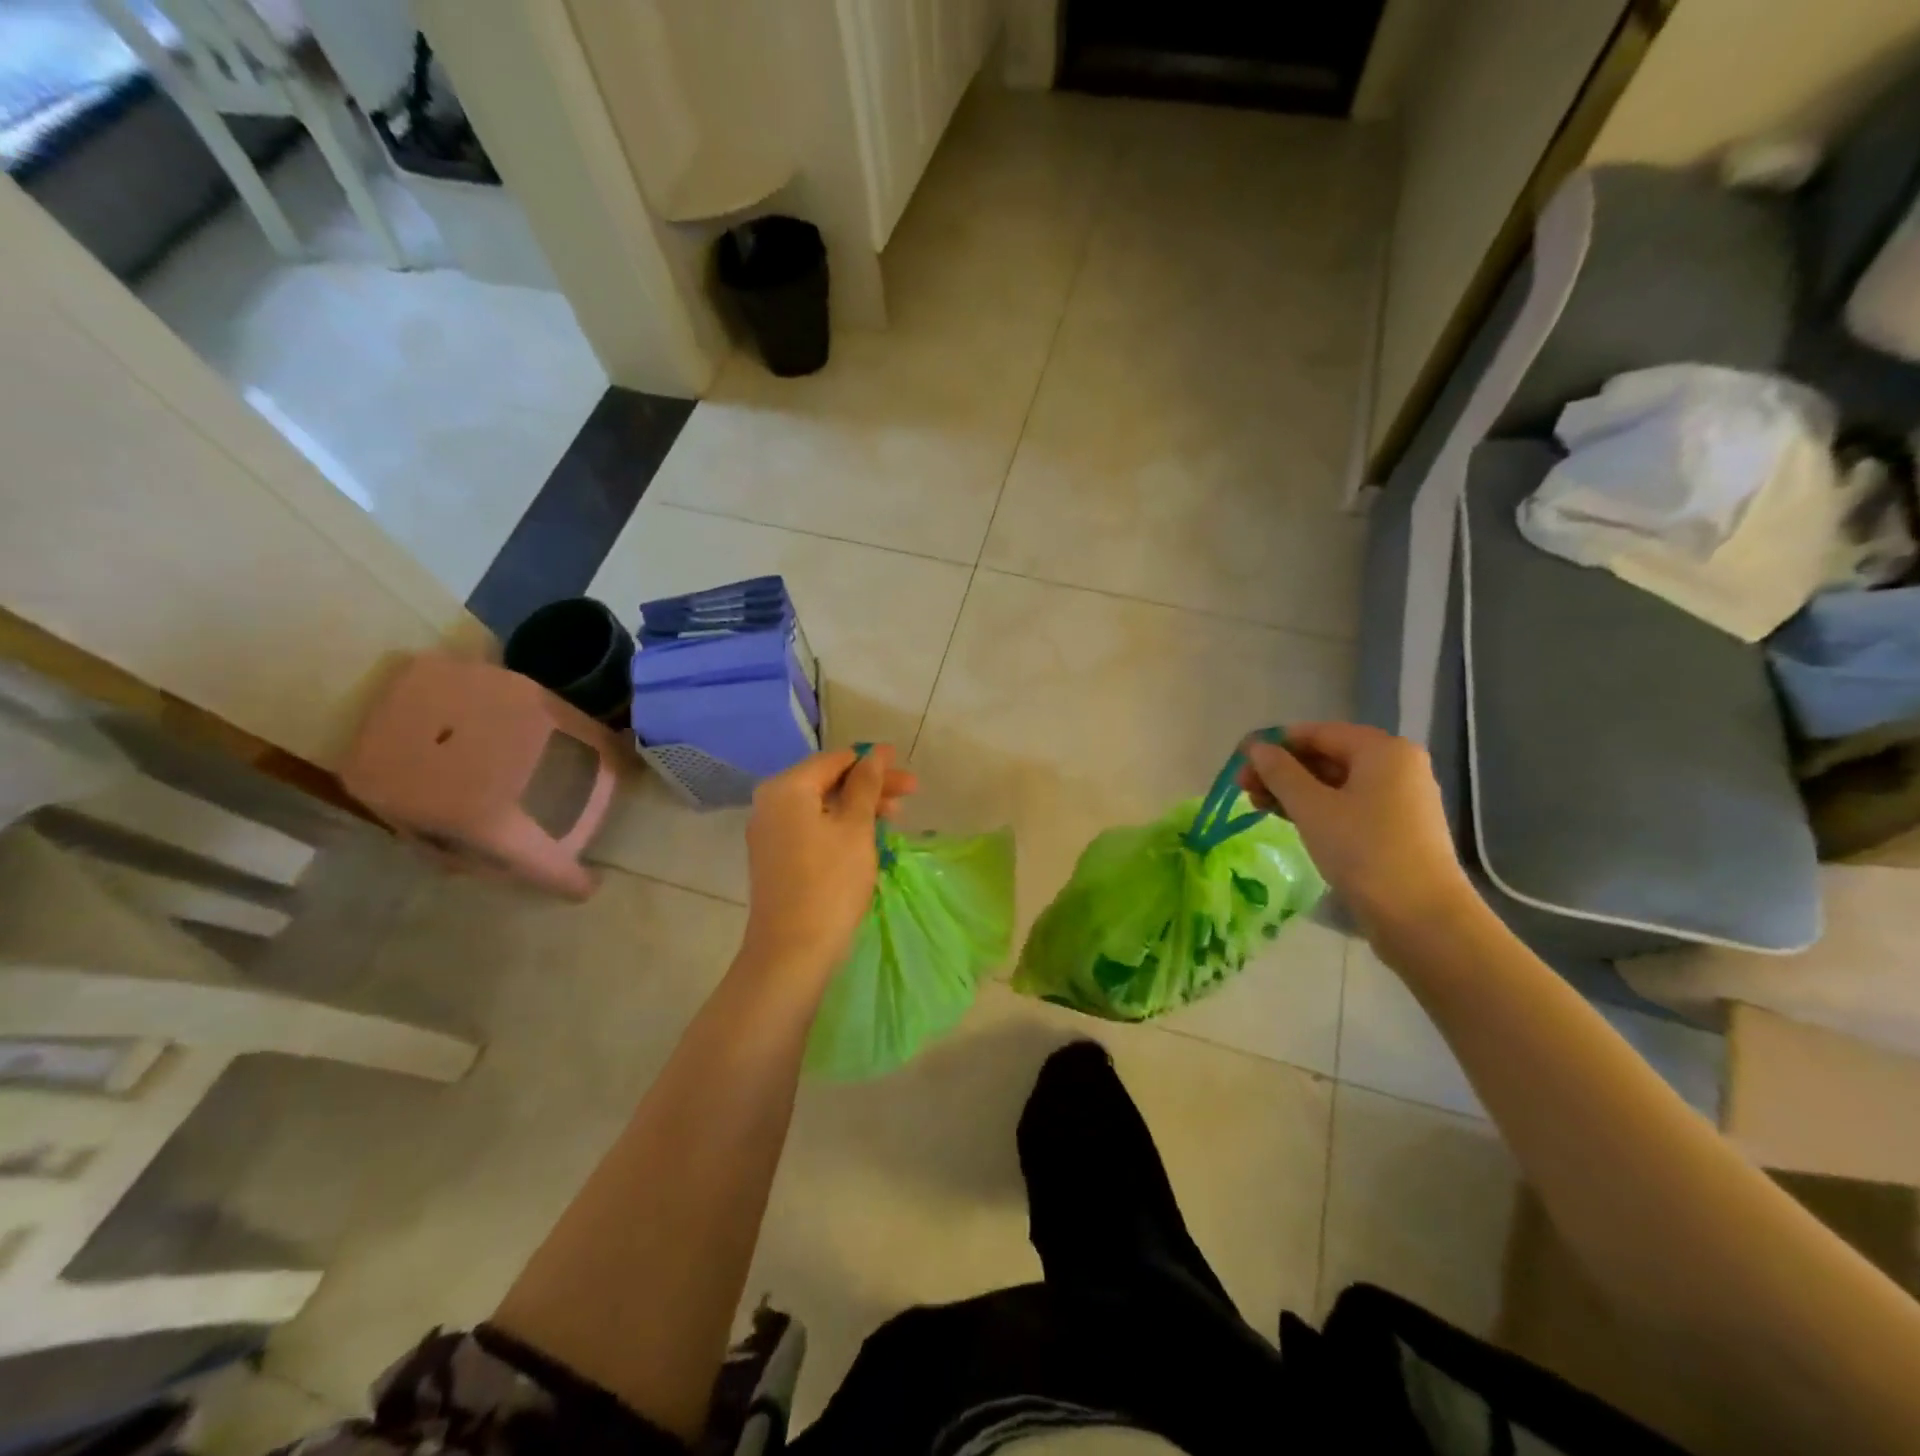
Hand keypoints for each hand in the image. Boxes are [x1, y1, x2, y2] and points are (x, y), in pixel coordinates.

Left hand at [739, 746, 917, 985]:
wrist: (792, 951)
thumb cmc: (830, 882)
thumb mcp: (856, 828)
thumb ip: (866, 785)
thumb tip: (875, 755)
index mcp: (786, 788)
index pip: (835, 760)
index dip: (872, 761)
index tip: (904, 766)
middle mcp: (770, 803)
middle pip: (827, 781)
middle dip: (869, 785)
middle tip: (911, 792)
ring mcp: (769, 832)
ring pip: (821, 806)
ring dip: (858, 806)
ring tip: (895, 816)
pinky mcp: (775, 857)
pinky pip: (811, 827)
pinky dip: (839, 825)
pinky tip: (867, 835)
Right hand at [1238, 722, 1472, 938]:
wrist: (1421, 917)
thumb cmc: (1364, 851)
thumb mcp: (1312, 807)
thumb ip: (1280, 772)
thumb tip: (1257, 748)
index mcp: (1383, 750)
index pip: (1318, 733)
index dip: (1275, 743)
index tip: (1239, 759)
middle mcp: (1396, 766)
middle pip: (1327, 756)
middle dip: (1282, 769)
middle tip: (1242, 787)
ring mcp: (1399, 799)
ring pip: (1335, 783)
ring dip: (1293, 791)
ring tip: (1256, 805)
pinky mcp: (1395, 828)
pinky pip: (1347, 805)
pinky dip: (1315, 808)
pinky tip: (1287, 819)